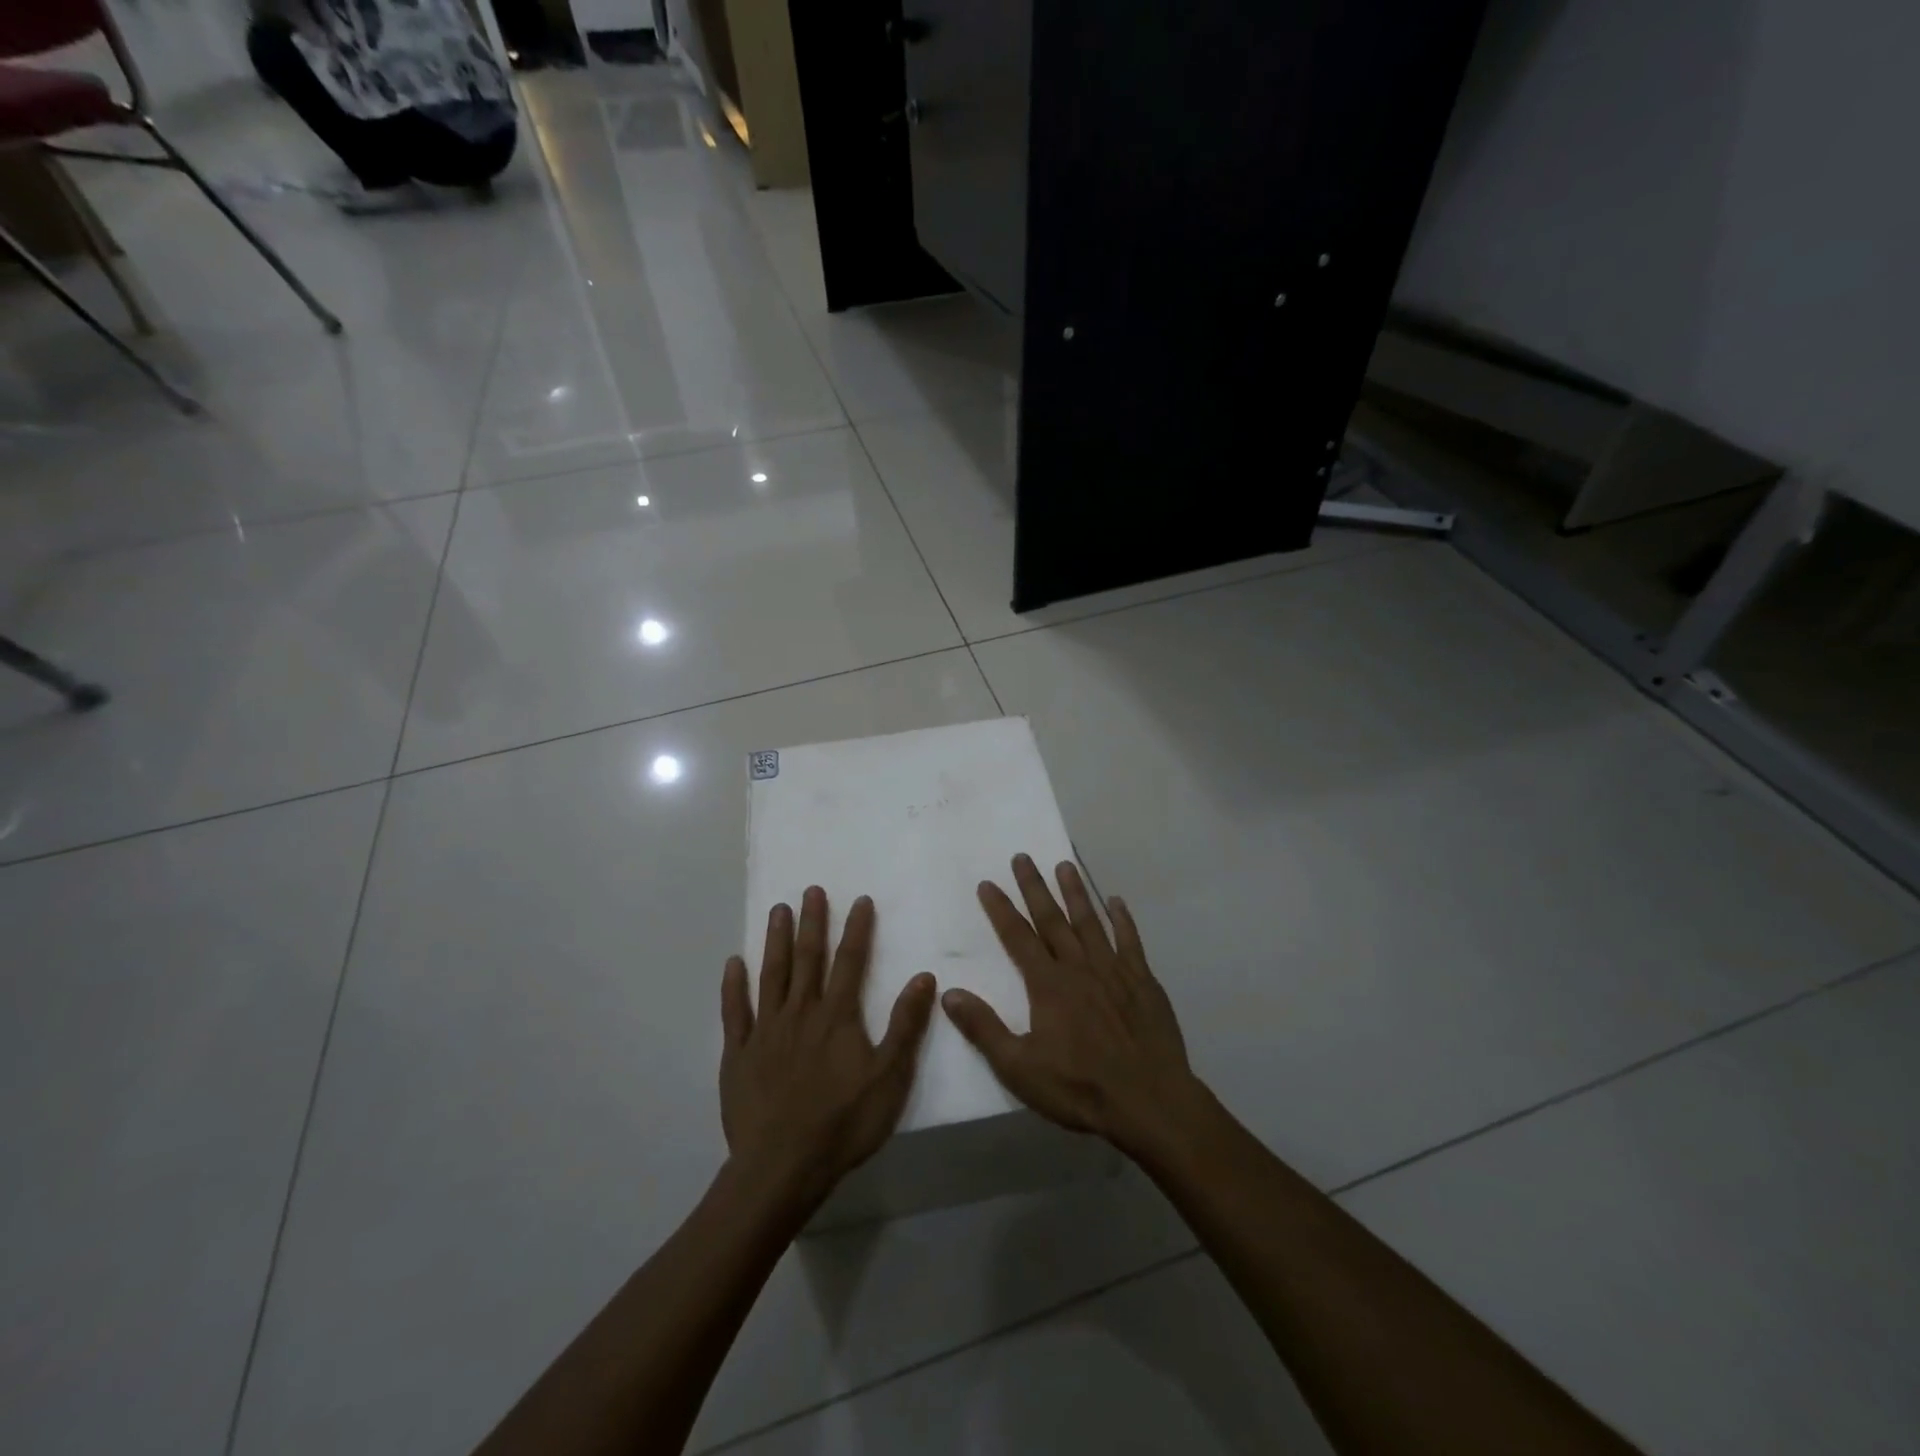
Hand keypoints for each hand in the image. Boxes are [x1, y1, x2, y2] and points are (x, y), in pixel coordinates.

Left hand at [720, 888, 937, 1213]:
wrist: (783, 1166)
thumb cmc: (844, 1122)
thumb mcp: (890, 1077)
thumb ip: (906, 1025)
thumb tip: (924, 977)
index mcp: (838, 1016)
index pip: (850, 961)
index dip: (856, 929)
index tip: (859, 899)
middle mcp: (801, 1012)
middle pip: (808, 958)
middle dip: (812, 922)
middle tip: (810, 890)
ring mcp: (765, 1030)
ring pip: (772, 975)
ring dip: (776, 941)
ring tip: (777, 910)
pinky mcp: (738, 1053)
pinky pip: (734, 1012)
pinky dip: (733, 986)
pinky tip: (733, 963)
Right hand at [941, 855, 1202, 1157]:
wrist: (1149, 1102)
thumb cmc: (1080, 1087)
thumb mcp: (1019, 1068)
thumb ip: (984, 1028)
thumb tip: (949, 993)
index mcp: (1048, 985)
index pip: (1017, 937)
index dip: (1001, 909)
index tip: (988, 883)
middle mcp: (1079, 967)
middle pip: (1052, 919)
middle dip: (1034, 887)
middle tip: (1022, 856)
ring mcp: (1114, 970)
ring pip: (1089, 921)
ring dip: (1075, 892)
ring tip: (1065, 864)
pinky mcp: (1143, 981)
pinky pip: (1129, 941)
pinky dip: (1122, 919)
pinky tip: (1116, 901)